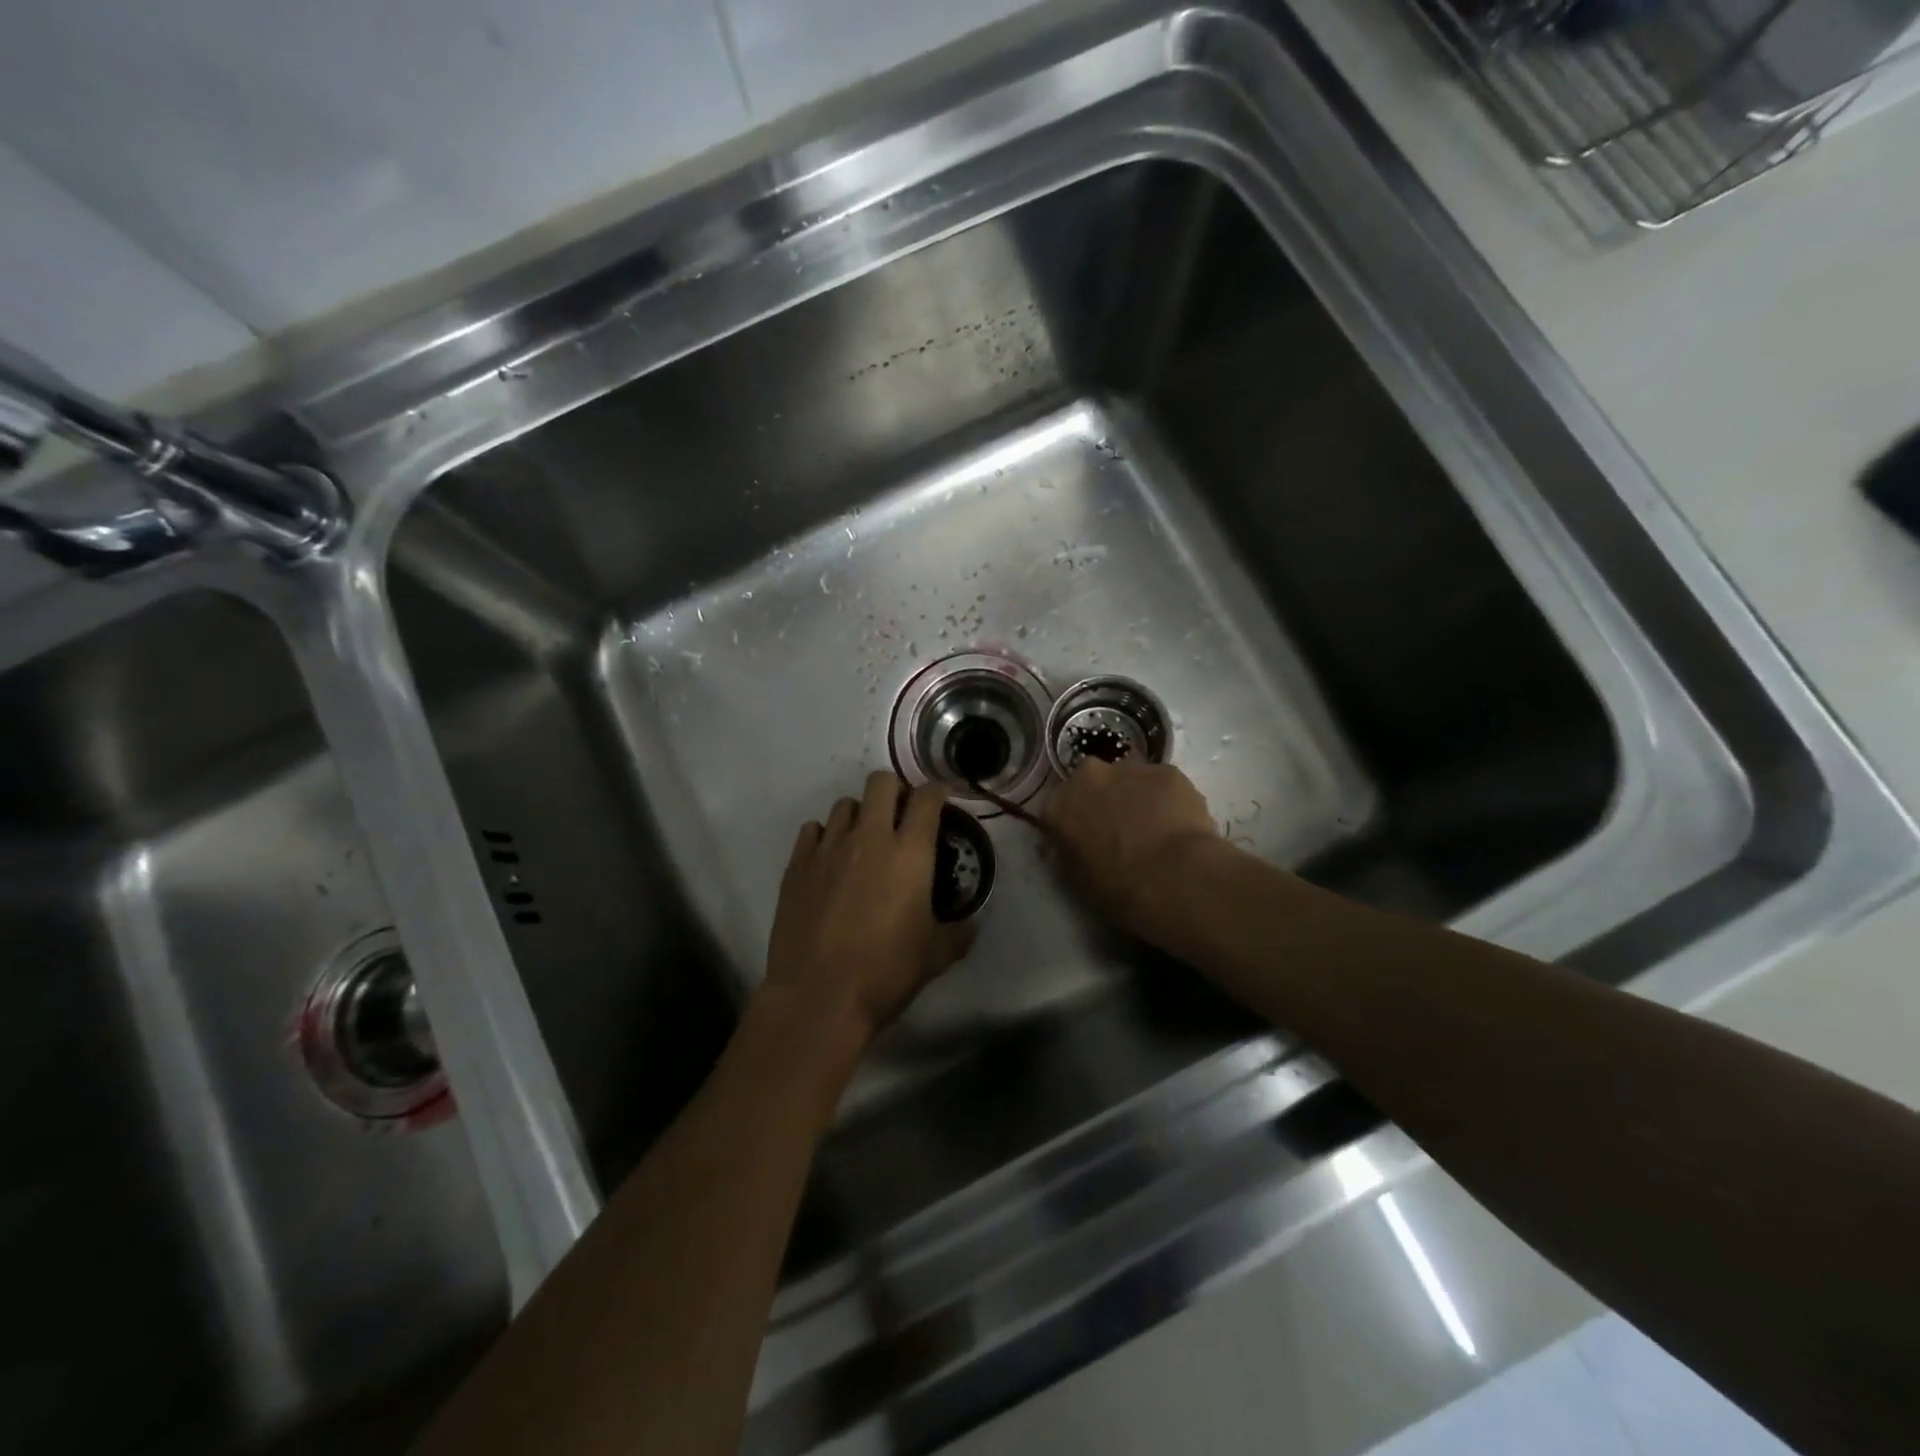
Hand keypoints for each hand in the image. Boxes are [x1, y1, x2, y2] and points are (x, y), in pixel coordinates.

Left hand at [763, 772, 973, 1049]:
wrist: (819, 996)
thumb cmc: (885, 972)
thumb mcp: (935, 956)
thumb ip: (958, 934)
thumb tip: (970, 926)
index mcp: (910, 853)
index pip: (927, 798)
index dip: (937, 792)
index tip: (941, 800)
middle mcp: (869, 838)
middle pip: (881, 782)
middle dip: (895, 791)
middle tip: (900, 816)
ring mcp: (828, 848)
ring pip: (844, 804)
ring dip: (860, 815)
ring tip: (863, 840)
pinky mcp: (796, 865)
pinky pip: (812, 830)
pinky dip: (825, 837)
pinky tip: (830, 860)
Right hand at [1043, 757, 1220, 936]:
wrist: (1173, 878)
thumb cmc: (1119, 889)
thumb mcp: (1080, 877)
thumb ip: (1076, 849)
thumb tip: (1085, 844)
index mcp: (1058, 807)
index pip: (1058, 809)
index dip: (1075, 823)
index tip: (1088, 839)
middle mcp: (1088, 777)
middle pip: (1093, 781)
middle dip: (1104, 798)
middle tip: (1121, 828)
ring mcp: (1129, 769)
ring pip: (1130, 777)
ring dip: (1137, 794)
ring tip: (1156, 827)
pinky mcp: (1168, 770)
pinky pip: (1163, 783)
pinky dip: (1168, 798)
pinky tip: (1180, 824)